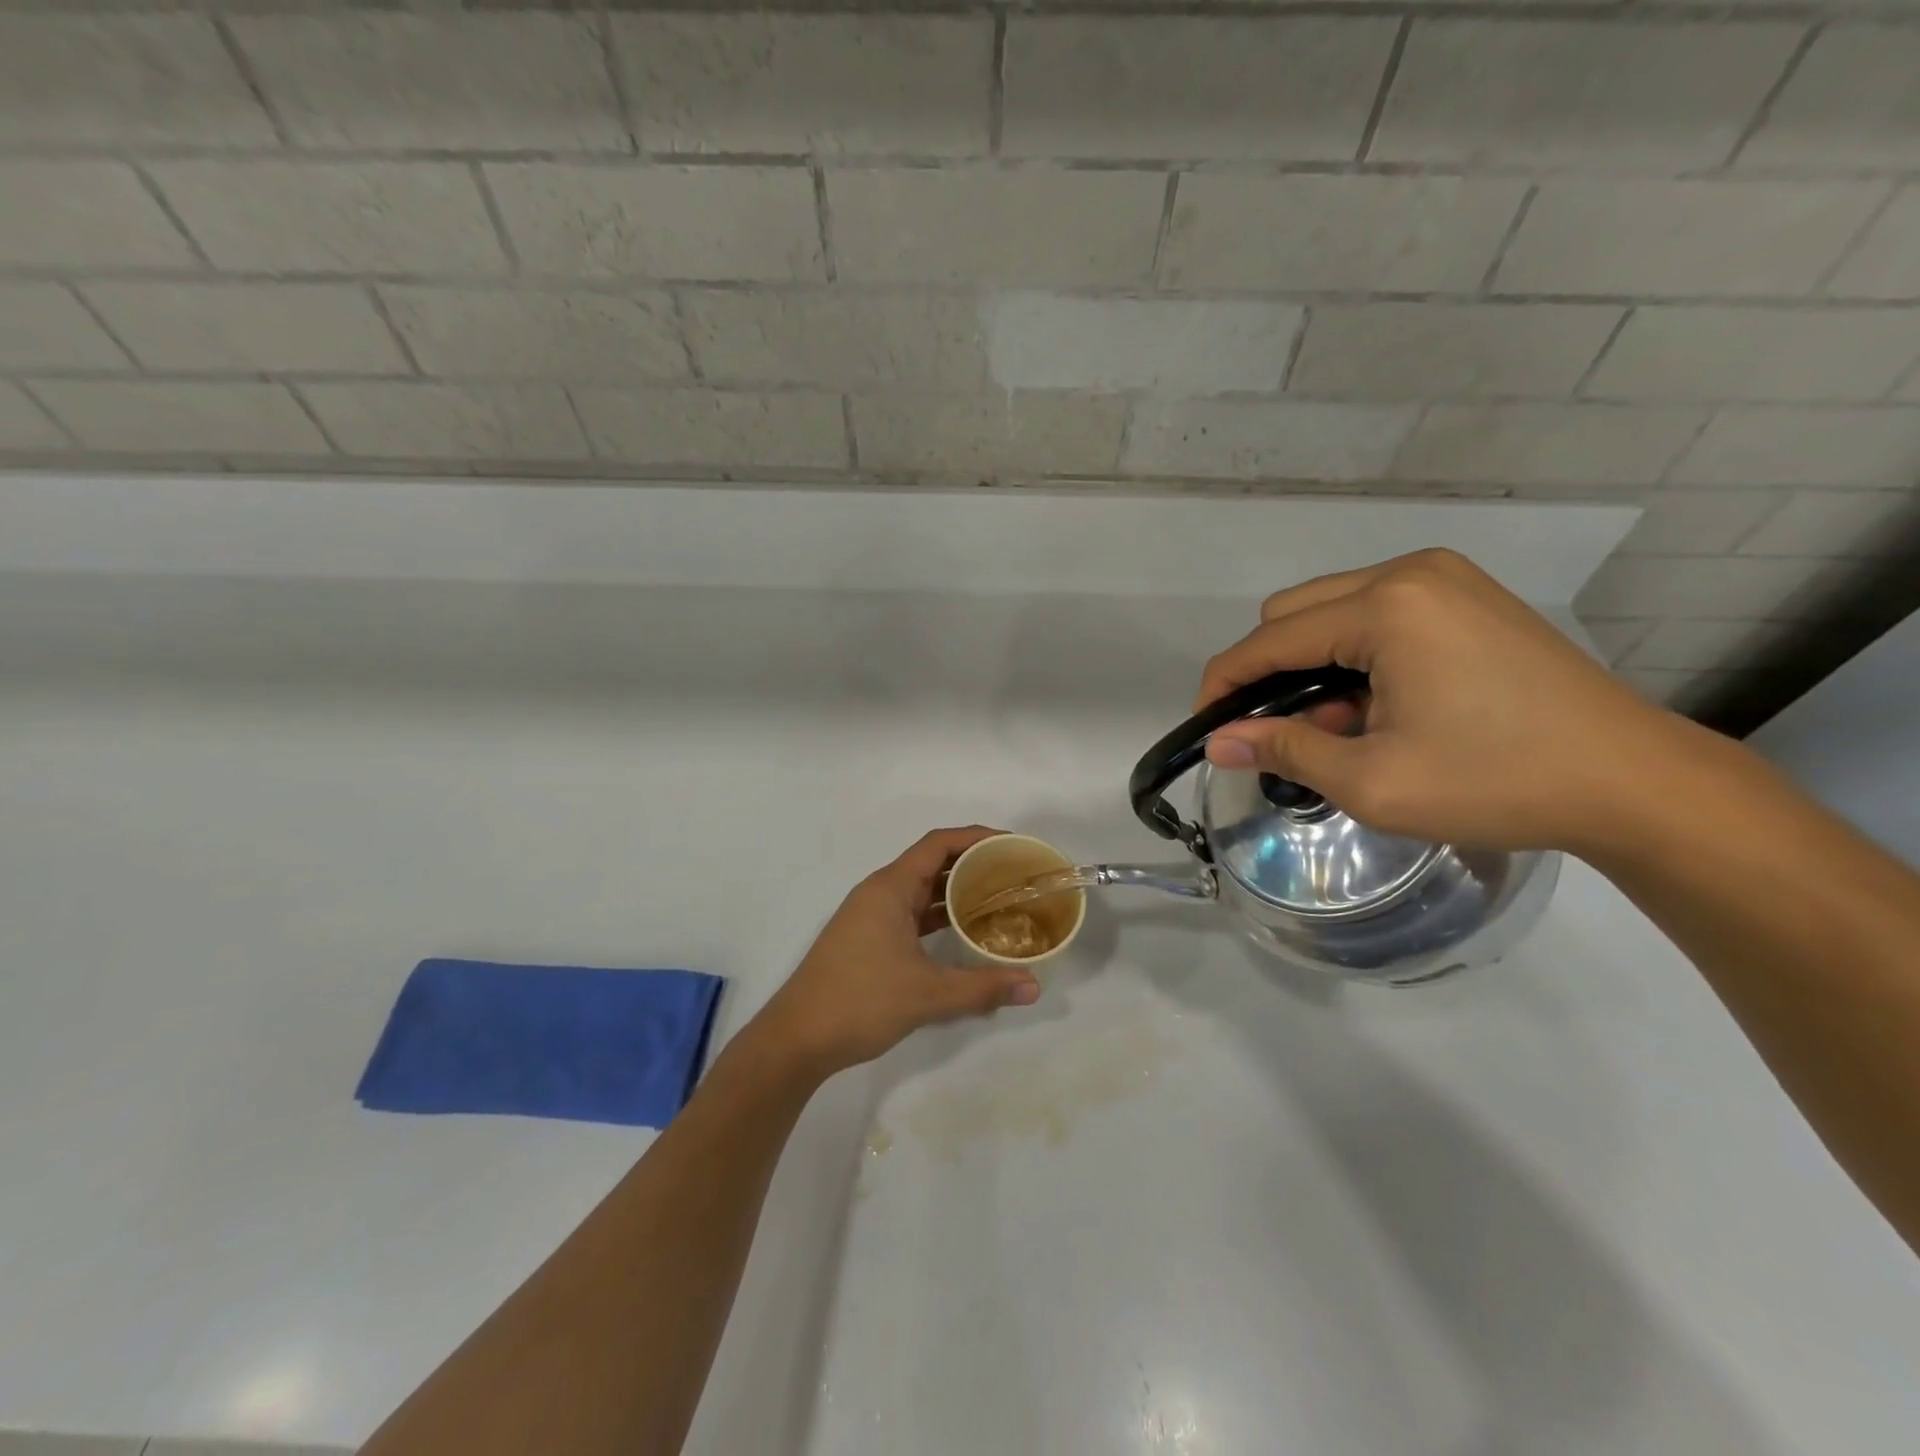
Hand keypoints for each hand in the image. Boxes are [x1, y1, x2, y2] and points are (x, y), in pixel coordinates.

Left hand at [753, 827, 1042, 1079]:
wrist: (797, 1038)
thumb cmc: (860, 1001)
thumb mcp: (928, 994)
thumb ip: (982, 987)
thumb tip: (1034, 986)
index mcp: (890, 888)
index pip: (938, 844)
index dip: (976, 838)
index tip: (1012, 846)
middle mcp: (880, 893)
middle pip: (932, 862)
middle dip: (973, 864)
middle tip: (1015, 874)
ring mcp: (871, 916)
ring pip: (922, 890)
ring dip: (957, 891)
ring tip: (1000, 899)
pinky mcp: (868, 939)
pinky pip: (912, 914)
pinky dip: (939, 915)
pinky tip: (965, 931)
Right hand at [1197, 549, 1686, 853]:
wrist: (1633, 783)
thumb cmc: (1496, 782)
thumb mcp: (1371, 781)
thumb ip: (1283, 750)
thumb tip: (1217, 744)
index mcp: (1386, 607)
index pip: (1268, 639)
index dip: (1224, 684)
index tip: (1207, 729)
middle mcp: (1410, 574)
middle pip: (1292, 612)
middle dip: (1269, 673)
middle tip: (1286, 734)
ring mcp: (1445, 579)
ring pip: (1331, 610)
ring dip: (1311, 665)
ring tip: (1341, 726)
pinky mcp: (1468, 597)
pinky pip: (1375, 614)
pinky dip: (1353, 656)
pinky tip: (1378, 704)